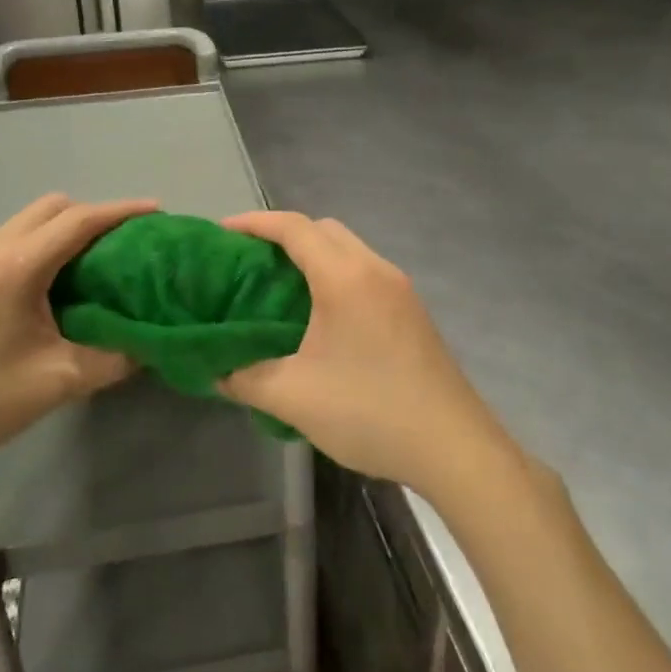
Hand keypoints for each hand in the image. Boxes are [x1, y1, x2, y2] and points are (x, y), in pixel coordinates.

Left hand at [0, 194, 155, 467]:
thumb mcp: (55, 384)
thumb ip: (111, 359)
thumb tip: (149, 345)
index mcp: (17, 266)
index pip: (79, 220)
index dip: (122, 211)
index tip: (158, 212)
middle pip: (55, 206)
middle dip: (96, 215)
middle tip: (129, 244)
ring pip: (32, 219)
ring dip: (69, 228)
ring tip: (102, 260)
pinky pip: (16, 238)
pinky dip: (46, 242)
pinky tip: (60, 280)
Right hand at [220, 212, 517, 500]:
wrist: (454, 448)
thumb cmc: (369, 412)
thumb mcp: (293, 398)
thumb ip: (245, 378)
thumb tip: (216, 370)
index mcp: (345, 278)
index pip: (294, 227)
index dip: (253, 223)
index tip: (221, 233)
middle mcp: (375, 270)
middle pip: (324, 230)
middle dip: (283, 235)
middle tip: (249, 263)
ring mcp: (400, 290)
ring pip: (348, 250)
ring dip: (313, 256)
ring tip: (278, 288)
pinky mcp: (413, 312)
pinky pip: (365, 274)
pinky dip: (335, 276)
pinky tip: (320, 317)